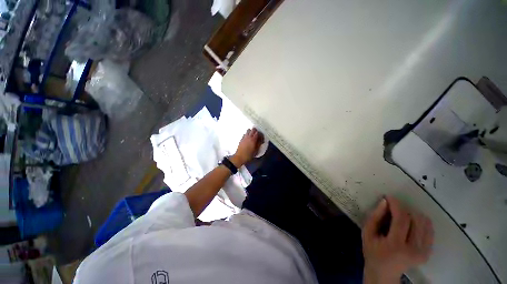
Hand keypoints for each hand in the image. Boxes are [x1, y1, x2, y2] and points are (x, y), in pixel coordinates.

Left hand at [230, 128, 263, 167]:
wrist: (239, 157)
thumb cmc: (249, 155)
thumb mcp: (256, 151)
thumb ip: (259, 144)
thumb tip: (261, 140)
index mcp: (253, 139)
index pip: (258, 132)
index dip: (261, 134)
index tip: (262, 138)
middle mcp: (248, 137)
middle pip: (253, 129)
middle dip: (256, 131)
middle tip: (258, 136)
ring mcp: (244, 137)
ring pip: (248, 130)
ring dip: (251, 132)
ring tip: (253, 136)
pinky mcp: (241, 139)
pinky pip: (245, 134)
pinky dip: (247, 134)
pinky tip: (248, 139)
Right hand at [362, 196, 433, 283]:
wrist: (384, 273)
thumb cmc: (372, 252)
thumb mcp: (367, 233)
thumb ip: (375, 217)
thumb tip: (385, 202)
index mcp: (396, 245)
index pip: (402, 219)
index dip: (396, 204)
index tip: (389, 197)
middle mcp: (414, 249)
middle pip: (415, 219)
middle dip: (403, 208)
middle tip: (392, 208)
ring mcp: (423, 252)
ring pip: (424, 222)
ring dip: (412, 214)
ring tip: (401, 215)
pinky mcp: (428, 252)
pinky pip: (429, 230)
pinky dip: (421, 221)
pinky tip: (411, 222)